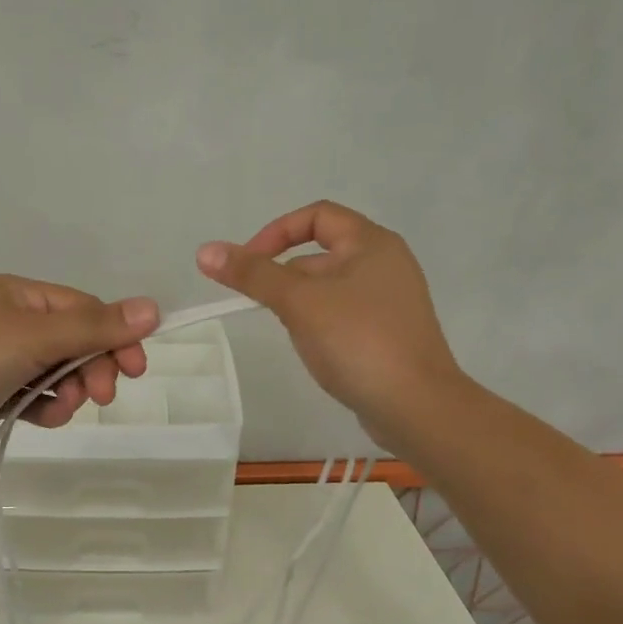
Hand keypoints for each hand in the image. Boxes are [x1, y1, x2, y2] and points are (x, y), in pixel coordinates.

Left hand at [0, 276, 158, 458]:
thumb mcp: (33, 335)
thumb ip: (94, 327)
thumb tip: (153, 308)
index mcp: (20, 296)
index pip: (84, 310)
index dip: (114, 336)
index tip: (136, 368)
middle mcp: (11, 322)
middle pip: (73, 342)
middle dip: (91, 368)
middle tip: (101, 396)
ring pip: (55, 374)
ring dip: (67, 392)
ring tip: (60, 408)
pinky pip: (31, 397)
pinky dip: (43, 407)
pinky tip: (42, 418)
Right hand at [196, 201, 462, 445]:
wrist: (417, 407)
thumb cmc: (357, 341)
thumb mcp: (299, 302)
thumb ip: (252, 275)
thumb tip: (205, 251)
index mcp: (371, 243)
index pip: (316, 216)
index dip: (276, 233)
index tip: (247, 264)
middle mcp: (385, 263)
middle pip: (320, 254)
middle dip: (285, 276)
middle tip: (265, 307)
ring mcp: (390, 300)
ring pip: (328, 288)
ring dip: (301, 303)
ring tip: (293, 334)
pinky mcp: (388, 332)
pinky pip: (343, 314)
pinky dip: (320, 323)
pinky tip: (315, 350)